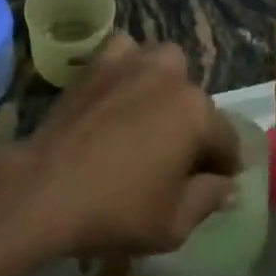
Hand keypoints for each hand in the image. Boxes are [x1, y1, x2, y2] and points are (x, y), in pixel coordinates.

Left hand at [13, 36, 240, 257]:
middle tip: (177, 157)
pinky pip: (126, 51)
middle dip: (195, 125)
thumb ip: (208, 198)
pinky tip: (121, 89)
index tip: (216, 184)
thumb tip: (225, 183)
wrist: (49, 186)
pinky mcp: (100, 61)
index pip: (227, 138)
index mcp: (196, 114)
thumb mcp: (174, 223)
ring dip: (167, 86)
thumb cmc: (117, 209)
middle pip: (196, 99)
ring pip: (165, 63)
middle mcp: (170, 76)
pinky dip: (130, 64)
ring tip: (152, 117)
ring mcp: (133, 62)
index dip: (225, 166)